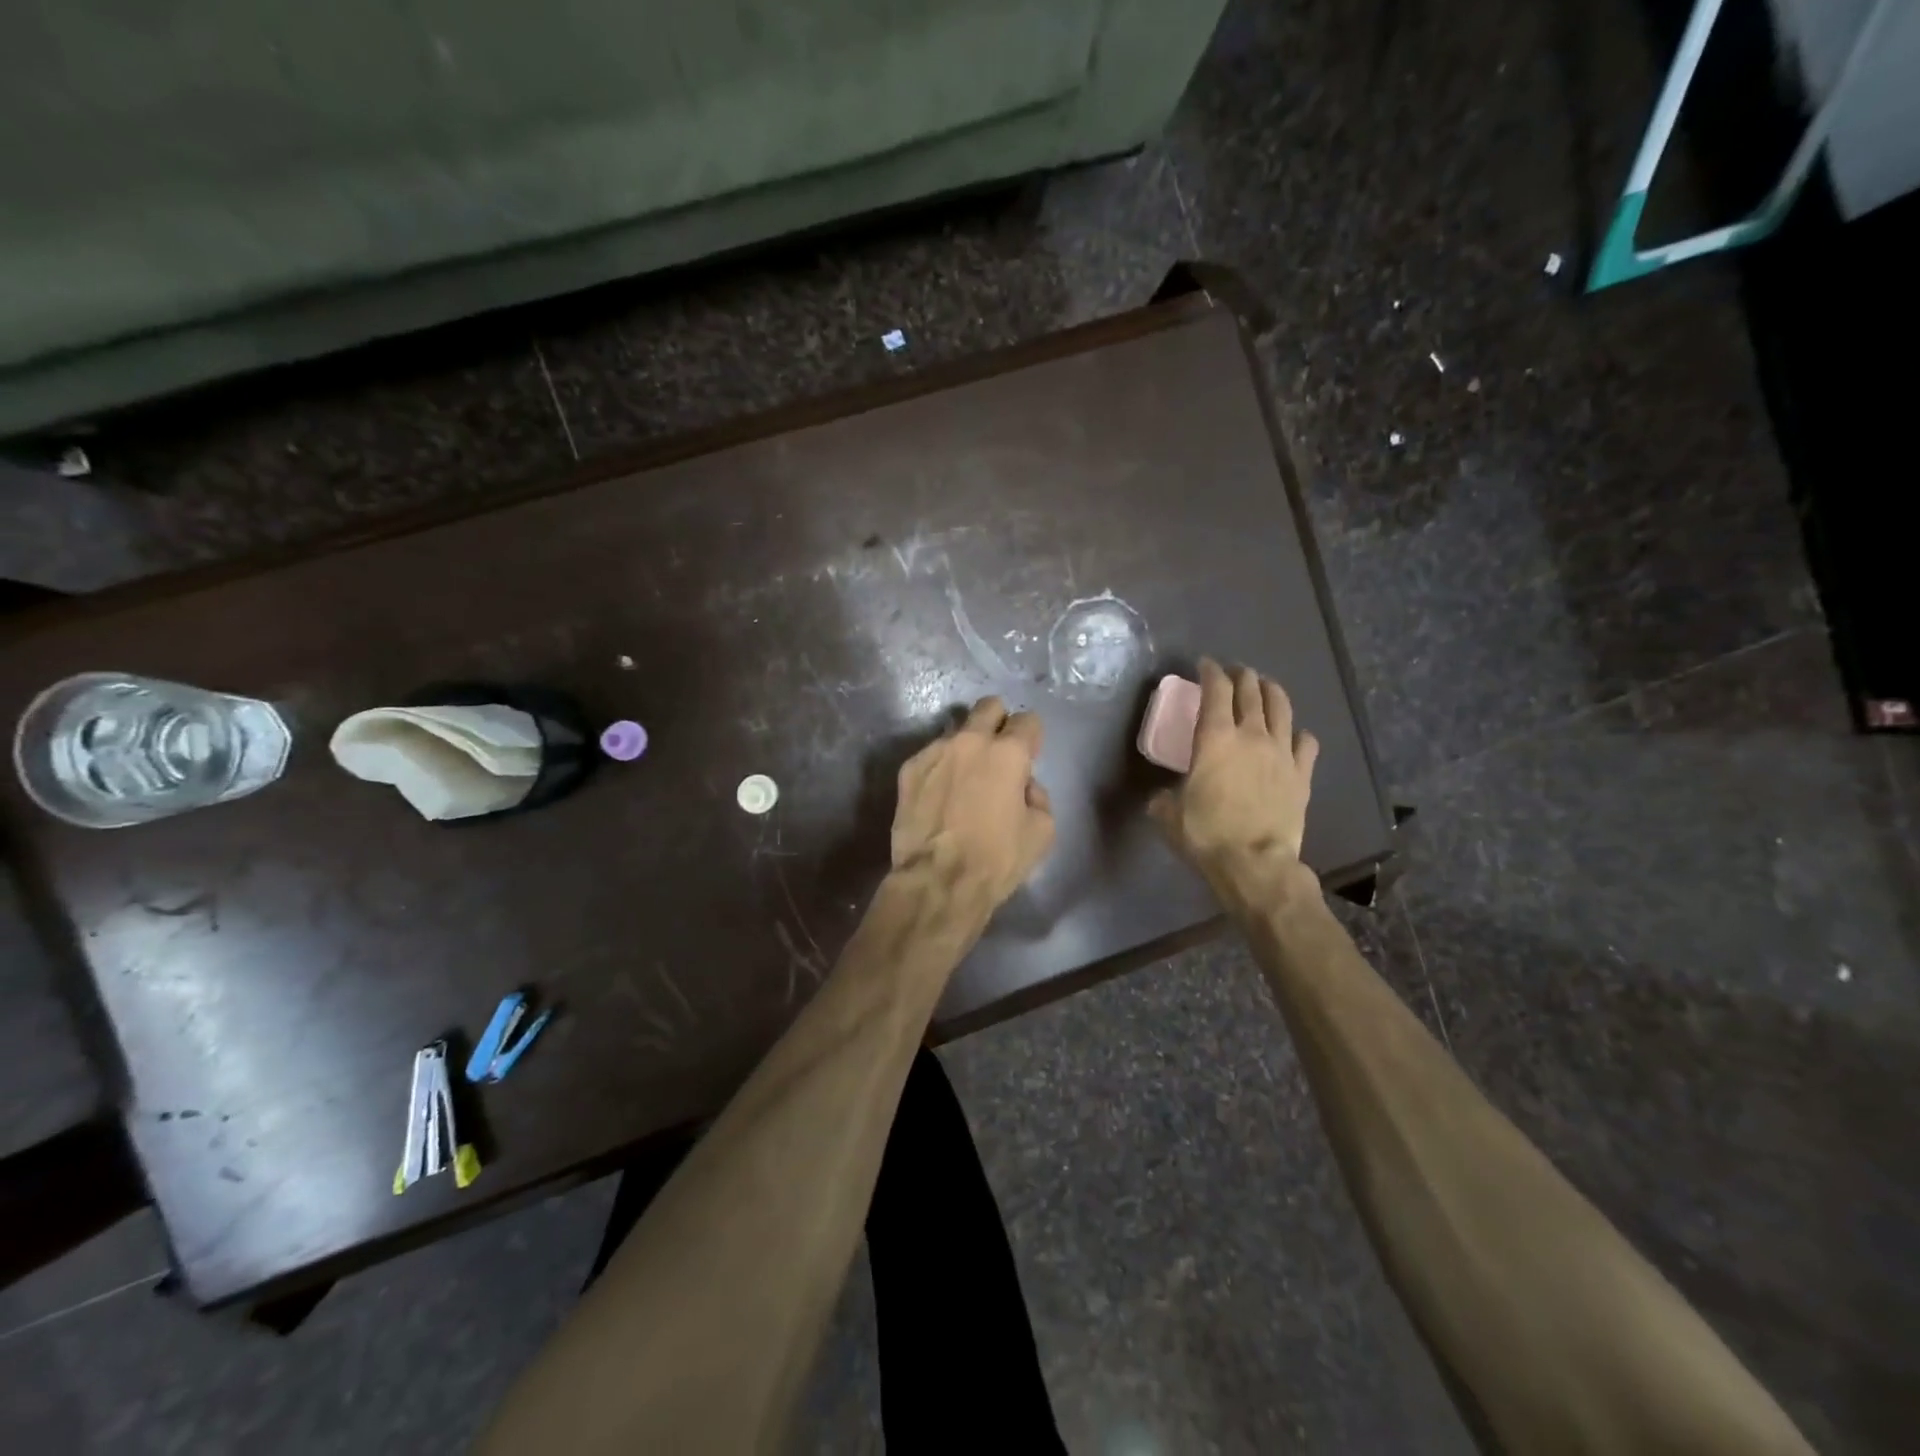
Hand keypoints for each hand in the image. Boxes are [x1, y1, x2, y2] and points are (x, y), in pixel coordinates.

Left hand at [891, 698, 1054, 908]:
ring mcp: (934, 752)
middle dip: (998, 722)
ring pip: (957, 732)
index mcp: (1008, 753)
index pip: (1028, 720)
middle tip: (998, 753)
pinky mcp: (908, 769)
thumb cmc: (996, 859)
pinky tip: (940, 797)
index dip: (1032, 738)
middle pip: (989, 707)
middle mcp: (970, 741)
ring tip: (964, 781)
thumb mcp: (1042, 832)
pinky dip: (941, 769)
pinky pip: (931, 757)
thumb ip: (1038, 796)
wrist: (937, 881)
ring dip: (966, 748)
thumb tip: (1023, 786)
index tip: (1029, 757)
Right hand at [1149, 660, 1318, 898]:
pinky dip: (1299, 733)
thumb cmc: (1205, 834)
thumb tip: (1162, 798)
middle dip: (1242, 675)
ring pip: (1282, 708)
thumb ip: (1164, 798)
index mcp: (1215, 738)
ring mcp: (1282, 753)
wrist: (1254, 863)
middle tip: (1234, 673)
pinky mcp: (1302, 774)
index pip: (1216, 690)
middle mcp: (1251, 735)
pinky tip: (1294, 735)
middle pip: (1251, 691)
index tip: (1205, 665)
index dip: (1210, 672)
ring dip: (1271, 692)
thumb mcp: (1169, 815)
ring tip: (1265, 687)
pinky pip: (1307, 743)